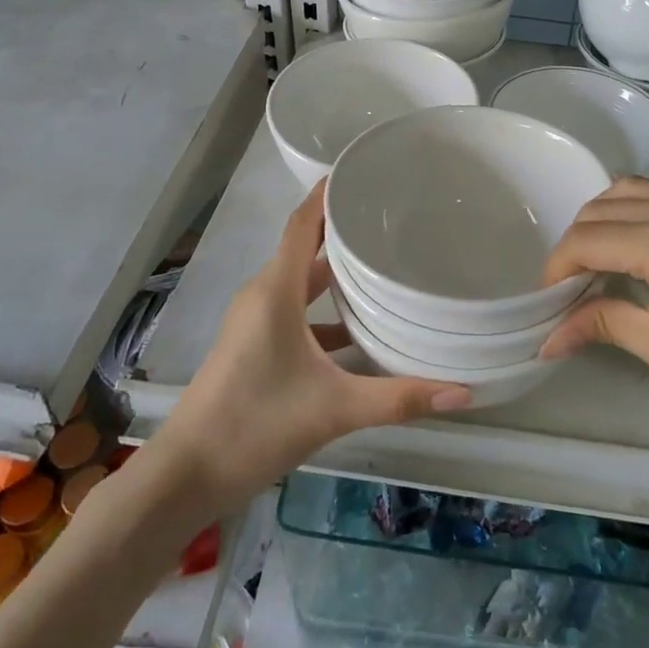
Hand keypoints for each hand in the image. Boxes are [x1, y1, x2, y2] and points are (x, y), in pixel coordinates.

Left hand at [158, 182, 471, 509]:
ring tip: (383, 263)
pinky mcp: (253, 347)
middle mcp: (262, 297)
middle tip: (390, 216)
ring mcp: (254, 323)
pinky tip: (359, 330)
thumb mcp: (334, 410)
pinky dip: (324, 311)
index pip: (302, 224)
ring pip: (300, 283)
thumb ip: (399, 398)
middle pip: (304, 248)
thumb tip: (464, 392)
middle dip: (342, 229)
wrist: (184, 477)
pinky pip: (294, 312)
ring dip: (335, 272)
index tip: (360, 170)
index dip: (326, 194)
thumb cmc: (255, 426)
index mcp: (275, 292)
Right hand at [538, 177, 648, 449]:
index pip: (589, 238)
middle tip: (571, 285)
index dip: (557, 268)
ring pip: (641, 192)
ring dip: (610, 220)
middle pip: (608, 205)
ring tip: (602, 263)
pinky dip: (645, 218)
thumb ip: (605, 324)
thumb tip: (550, 337)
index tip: (546, 300)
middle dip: (578, 240)